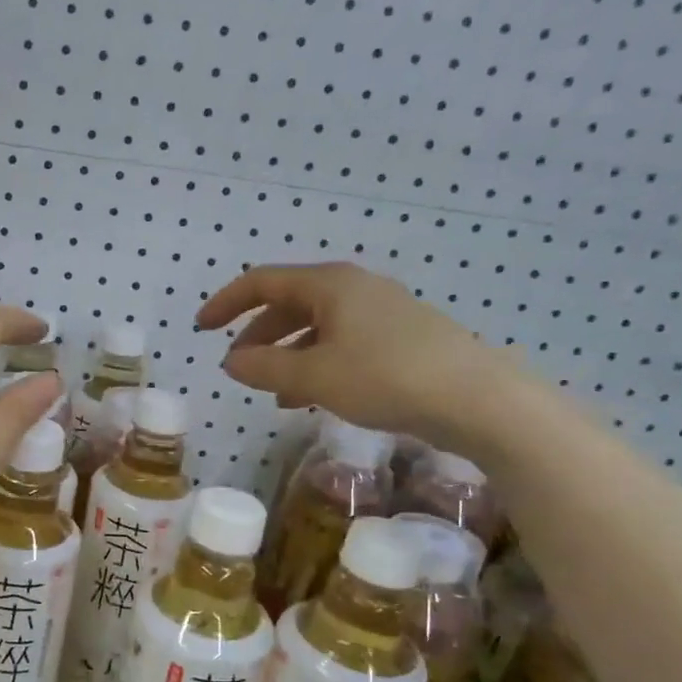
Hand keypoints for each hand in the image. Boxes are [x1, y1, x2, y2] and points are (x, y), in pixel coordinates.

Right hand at [196, 262, 515, 449]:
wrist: (479, 400)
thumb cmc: (386, 377)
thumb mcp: (314, 376)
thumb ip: (265, 367)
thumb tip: (231, 361)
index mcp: (330, 284)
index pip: (263, 282)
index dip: (226, 302)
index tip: (202, 327)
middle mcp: (355, 289)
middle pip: (290, 303)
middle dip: (258, 334)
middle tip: (236, 366)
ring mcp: (383, 313)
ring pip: (318, 328)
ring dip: (287, 355)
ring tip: (272, 392)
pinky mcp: (403, 339)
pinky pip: (344, 344)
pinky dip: (318, 365)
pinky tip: (312, 398)